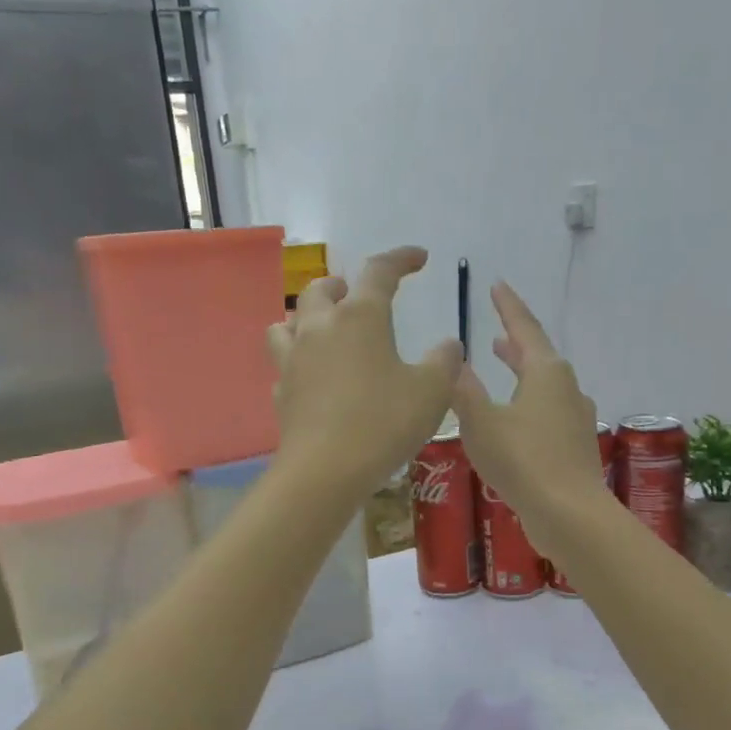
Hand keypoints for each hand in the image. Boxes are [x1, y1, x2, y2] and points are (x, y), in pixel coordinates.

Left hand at [267, 247, 462, 495]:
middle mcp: (320, 328)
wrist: (325, 471)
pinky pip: (285, 364)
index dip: (401, 259)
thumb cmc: (384, 423)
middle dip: (342, 286)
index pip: (379, 271)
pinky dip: (299, 361)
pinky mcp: (282, 393)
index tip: (418, 258)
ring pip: (288, 322)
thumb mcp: (432, 392)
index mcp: (360, 317)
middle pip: (321, 290)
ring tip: (324, 329)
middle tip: (358, 295)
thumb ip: (445, 362)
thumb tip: (448, 346)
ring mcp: (294, 360)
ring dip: (307, 317)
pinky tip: (313, 377)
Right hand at [450, 281, 609, 555]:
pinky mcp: (575, 445)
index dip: (508, 306)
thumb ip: (464, 390)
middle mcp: (567, 388)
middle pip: (538, 356)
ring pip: (545, 384)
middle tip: (497, 331)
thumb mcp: (480, 422)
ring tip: (503, 366)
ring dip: (522, 372)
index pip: (524, 328)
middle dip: (515, 342)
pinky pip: (549, 411)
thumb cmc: (522, 461)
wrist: (569, 514)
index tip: (497, 285)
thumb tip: (454, 361)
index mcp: (546, 372)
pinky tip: (516, 418)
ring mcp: (575, 417)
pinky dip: (529, 401)